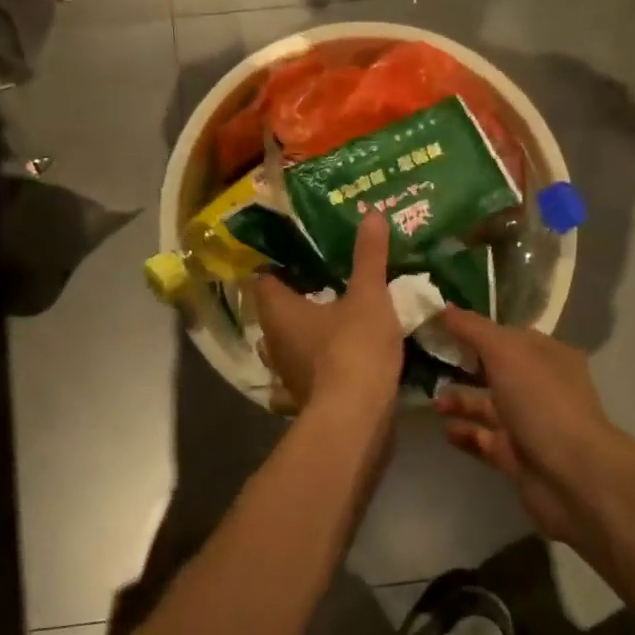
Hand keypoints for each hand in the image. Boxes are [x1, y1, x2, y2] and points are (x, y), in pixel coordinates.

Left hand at [253, 214, 401, 412]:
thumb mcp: (368, 296)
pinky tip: (345, 343)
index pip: (263, 278)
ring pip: (291, 337)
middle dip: (298, 292)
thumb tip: (371, 214)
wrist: (357, 419)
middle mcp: (272, 340)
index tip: (300, 249)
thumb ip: (368, 257)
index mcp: (277, 311)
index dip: (278, 262)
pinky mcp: (305, 393)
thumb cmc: (353, 349)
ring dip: (309, 324)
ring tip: (337, 305)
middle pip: (277, 308)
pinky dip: (320, 350)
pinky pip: (307, 362)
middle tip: (326, 271)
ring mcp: (286, 370)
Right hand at [434, 309, 622, 550]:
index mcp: (546, 355)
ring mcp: (529, 423)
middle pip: (494, 369)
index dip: (473, 328)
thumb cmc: (541, 401)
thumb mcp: (504, 351)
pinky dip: (463, 433)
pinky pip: (483, 439)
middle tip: (425, 360)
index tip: (437, 326)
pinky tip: (444, 429)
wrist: (571, 476)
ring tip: (432, 402)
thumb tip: (443, 308)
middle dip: (461, 365)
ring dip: (458, 400)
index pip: (506, 334)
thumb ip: (471, 328)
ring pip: (486, 405)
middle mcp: (540, 386)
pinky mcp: (516, 456)